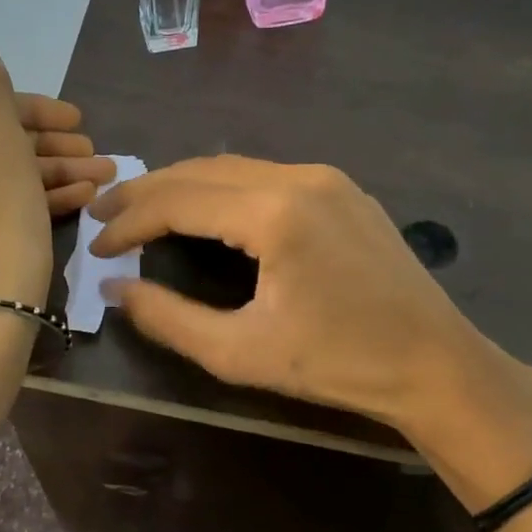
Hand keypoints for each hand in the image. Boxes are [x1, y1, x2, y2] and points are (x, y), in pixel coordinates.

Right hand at [88, 156, 531, 503]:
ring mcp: (326, 177)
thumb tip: (115, 289)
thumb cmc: (338, 365)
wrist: (435, 365)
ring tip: (142, 210)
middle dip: (145, 191)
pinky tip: (205, 210)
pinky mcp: (342, 189)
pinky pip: (264, 174)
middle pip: (200, 171)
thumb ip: (168, 318)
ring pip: (232, 166)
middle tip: (104, 215)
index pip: (178, 200)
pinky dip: (221, 188)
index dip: (129, 221)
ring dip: (182, 185)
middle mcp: (299, 177)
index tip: (96, 247)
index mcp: (275, 213)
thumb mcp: (240, 353)